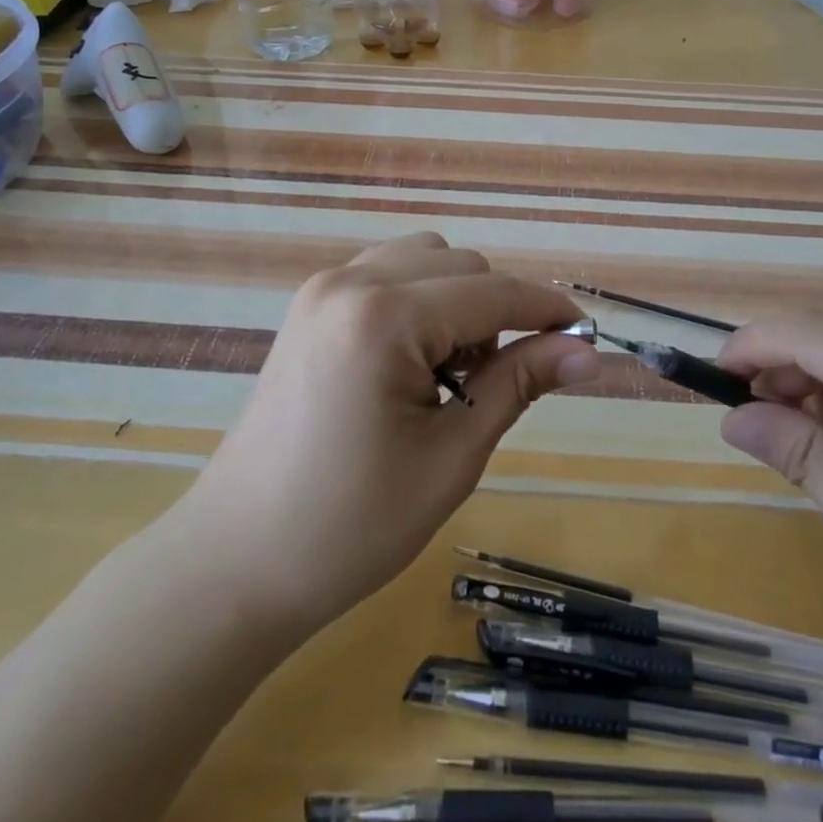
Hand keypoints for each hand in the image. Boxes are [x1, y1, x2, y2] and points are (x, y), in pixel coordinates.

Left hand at [173, 233, 599, 634]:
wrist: (235, 561)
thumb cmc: (350, 526)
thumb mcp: (451, 456)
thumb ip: (519, 383)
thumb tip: (587, 352)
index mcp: (383, 316)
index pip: (492, 292)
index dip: (546, 310)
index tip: (586, 336)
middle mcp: (350, 281)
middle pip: (461, 264)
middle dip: (496, 312)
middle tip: (490, 386)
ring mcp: (322, 287)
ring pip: (424, 260)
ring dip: (456, 301)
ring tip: (447, 375)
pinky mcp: (309, 305)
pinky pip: (386, 273)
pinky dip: (418, 300)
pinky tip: (410, 362)